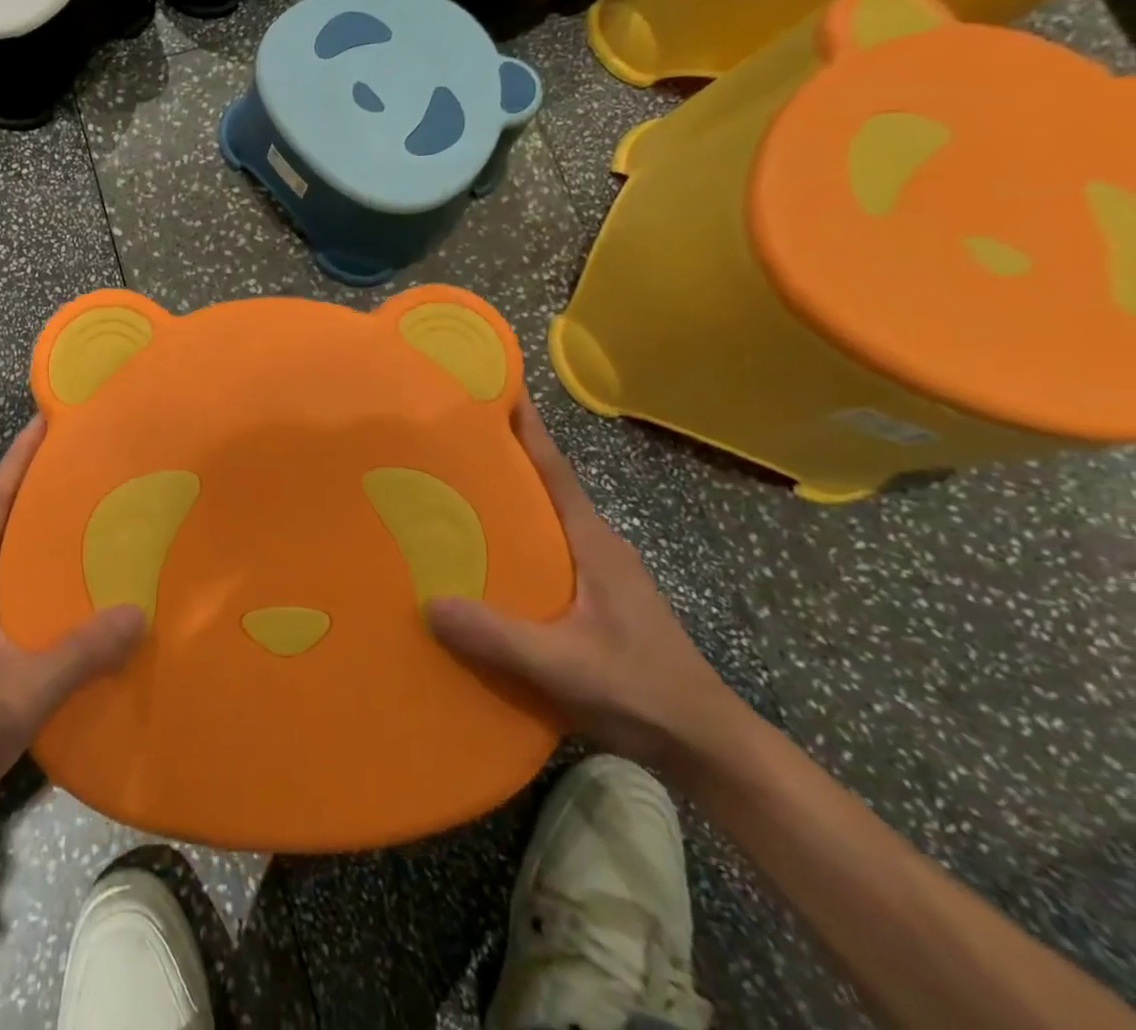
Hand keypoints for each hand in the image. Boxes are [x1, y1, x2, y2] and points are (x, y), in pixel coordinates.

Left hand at [0, 417, 145, 822]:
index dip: (17, 459)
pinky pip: (2, 583)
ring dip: (33, 531)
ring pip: (0, 553)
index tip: (42, 422)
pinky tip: (63, 589)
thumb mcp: (26, 689)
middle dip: (33, 488)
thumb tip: (138, 612)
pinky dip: (31, 569)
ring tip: (82, 521)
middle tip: (81, 468)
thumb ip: (82, 652)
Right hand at [424, 394, 739, 769]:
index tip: (498, 389)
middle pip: (545, 487)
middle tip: (450, 440)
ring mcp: (599, 572)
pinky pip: (545, 551)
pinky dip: (513, 539)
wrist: (706, 746)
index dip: (529, 430)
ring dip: (507, 501)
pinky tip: (482, 560)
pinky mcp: (595, 598)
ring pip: (544, 520)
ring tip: (452, 493)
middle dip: (505, 458)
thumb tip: (428, 604)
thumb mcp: (565, 665)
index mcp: (594, 542)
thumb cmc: (642, 691)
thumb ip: (498, 636)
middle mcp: (597, 545)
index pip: (556, 472)